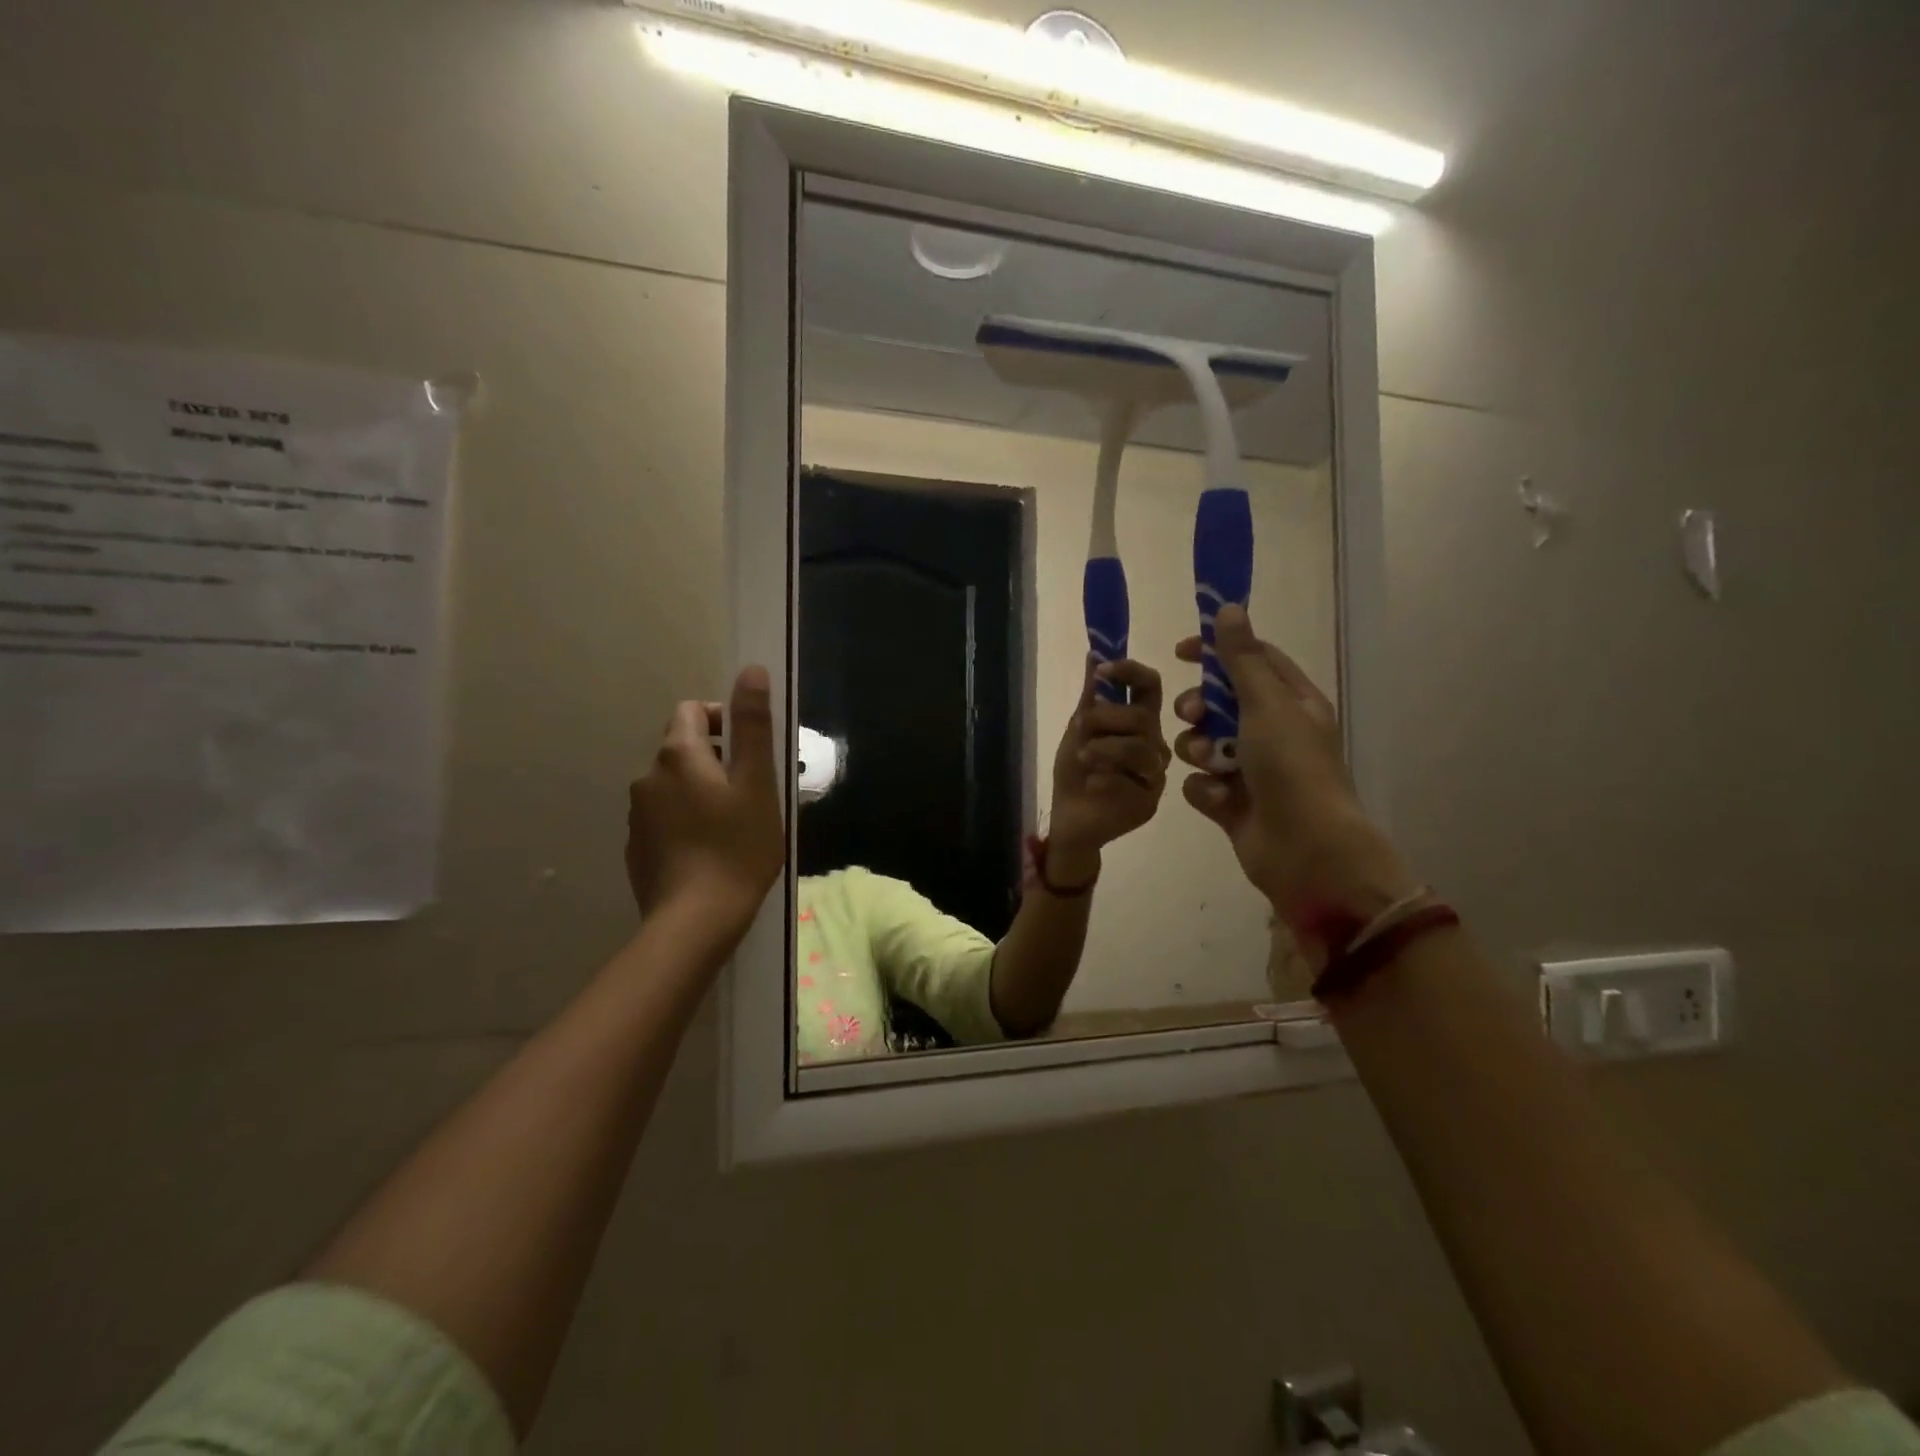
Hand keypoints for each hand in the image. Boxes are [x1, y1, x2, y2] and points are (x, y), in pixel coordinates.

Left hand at [625, 666, 784, 940]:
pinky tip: (708, 852)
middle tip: (750, 793)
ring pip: (673, 786)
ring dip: (700, 792)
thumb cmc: (737, 847)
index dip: (722, 719)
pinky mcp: (636, 848)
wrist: (695, 921)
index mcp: (678, 755)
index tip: (748, 751)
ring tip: (732, 826)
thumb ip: (753, 725)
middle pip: (682, 749)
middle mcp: (648, 777)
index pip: (692, 711)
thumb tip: (752, 670)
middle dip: (715, 759)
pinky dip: (685, 822)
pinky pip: (663, 818)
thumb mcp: (757, 782)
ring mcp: (637, 815)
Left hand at [1048, 658, 1170, 871]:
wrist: (1069, 817)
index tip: (1104, 670)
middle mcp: (1153, 745)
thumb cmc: (1077, 770)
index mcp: (1139, 721)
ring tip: (1083, 756)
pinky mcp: (1149, 802)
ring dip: (1105, 748)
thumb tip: (1095, 654)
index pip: (1150, 686)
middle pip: (1143, 717)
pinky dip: (1104, 779)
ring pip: (1140, 749)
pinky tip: (1091, 784)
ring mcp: (1154, 775)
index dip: (1131, 672)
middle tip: (1080, 726)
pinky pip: (1132, 782)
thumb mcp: (1079, 729)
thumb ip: (1091, 696)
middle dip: (1106, 717)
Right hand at [1172, 607, 1414, 956]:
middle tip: (1193, 714)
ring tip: (1210, 764)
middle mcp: (1272, 732)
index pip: (1252, 661)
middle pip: (1219, 702)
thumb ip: (1241, 659)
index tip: (1181, 651)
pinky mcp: (1231, 802)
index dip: (1217, 651)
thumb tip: (1228, 608)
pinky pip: (1200, 782)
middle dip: (1199, 706)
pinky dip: (1205, 788)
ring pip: (1203, 742)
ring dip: (1199, 750)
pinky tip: (1218, 799)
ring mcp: (1251, 769)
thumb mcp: (1266, 704)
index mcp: (1292, 703)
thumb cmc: (1291, 767)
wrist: (1305, 849)